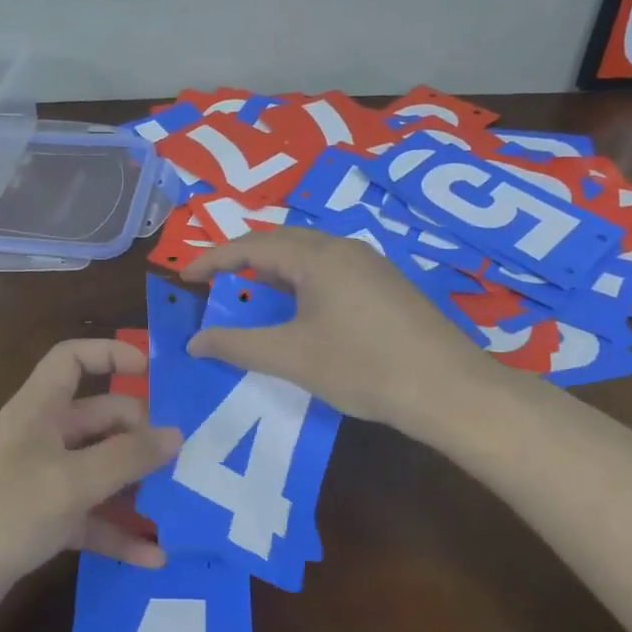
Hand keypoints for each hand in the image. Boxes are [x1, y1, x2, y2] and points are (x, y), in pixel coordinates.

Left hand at [0, 339, 182, 631]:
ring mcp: (39, 483)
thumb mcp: (71, 482)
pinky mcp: (38, 525)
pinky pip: (88, 520)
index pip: (73, 360)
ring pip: (98, 472)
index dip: (110, 354)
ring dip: (135, 488)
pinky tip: (152, 557)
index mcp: (39, 410)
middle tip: (185, 460)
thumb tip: (175, 434)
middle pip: (99, 420)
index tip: (153, 371)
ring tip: (182, 506)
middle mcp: (40, 439)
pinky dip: (116, 533)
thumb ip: (126, 457)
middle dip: (140, 435)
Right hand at [181, 227, 493, 432]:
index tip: (184, 277)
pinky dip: (301, 283)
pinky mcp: (387, 286)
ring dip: (274, 271)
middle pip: (281, 242)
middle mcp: (344, 248)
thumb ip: (237, 345)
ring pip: (309, 256)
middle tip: (214, 283)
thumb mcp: (291, 357)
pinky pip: (331, 270)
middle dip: (242, 259)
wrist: (448, 389)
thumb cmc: (362, 367)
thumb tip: (195, 341)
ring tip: (252, 296)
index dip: (212, 259)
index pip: (251, 246)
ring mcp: (371, 265)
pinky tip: (301, 311)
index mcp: (317, 256)